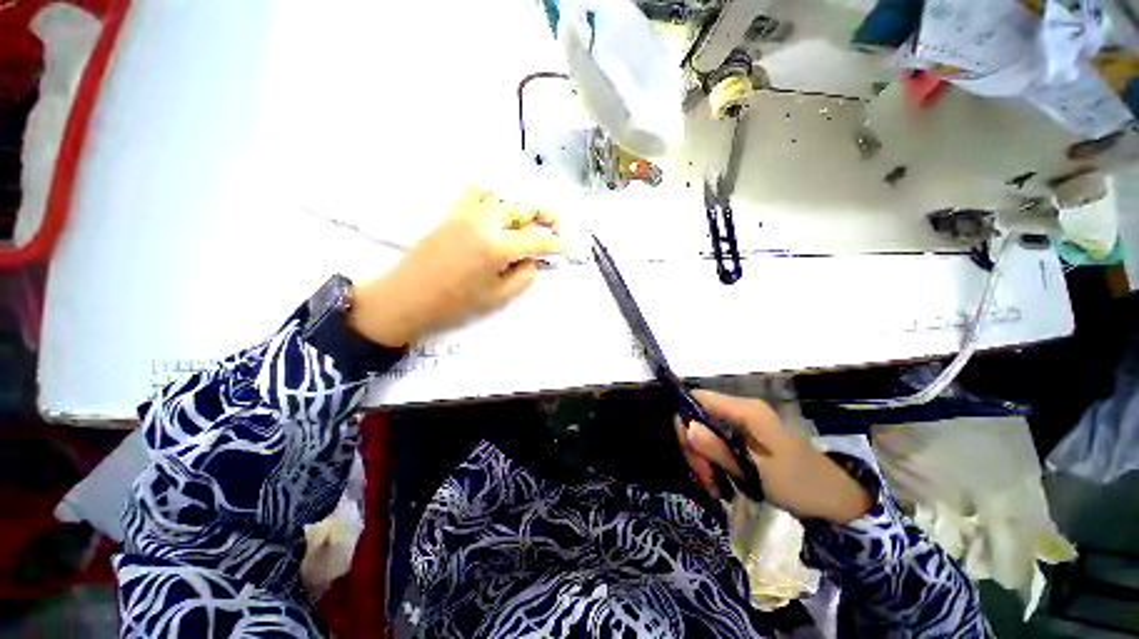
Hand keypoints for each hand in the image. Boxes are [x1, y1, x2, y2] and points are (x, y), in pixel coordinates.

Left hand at [348, 187, 564, 346]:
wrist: (407, 296)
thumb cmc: (451, 304)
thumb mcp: (494, 299)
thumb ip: (522, 278)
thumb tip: (533, 261)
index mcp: (497, 247)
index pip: (536, 239)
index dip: (556, 244)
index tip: (567, 246)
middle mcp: (484, 223)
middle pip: (522, 209)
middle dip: (542, 217)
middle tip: (552, 228)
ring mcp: (466, 214)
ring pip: (501, 198)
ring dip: (516, 208)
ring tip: (521, 224)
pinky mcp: (451, 213)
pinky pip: (475, 192)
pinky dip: (489, 196)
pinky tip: (492, 211)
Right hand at [674, 390, 872, 524]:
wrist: (830, 495)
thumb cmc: (796, 483)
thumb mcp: (756, 472)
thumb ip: (720, 450)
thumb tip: (686, 426)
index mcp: (749, 412)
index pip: (700, 400)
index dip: (685, 423)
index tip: (690, 458)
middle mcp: (746, 413)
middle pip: (702, 419)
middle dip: (696, 449)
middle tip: (707, 481)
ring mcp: (749, 429)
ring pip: (709, 436)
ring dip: (705, 462)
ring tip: (716, 488)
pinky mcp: (751, 444)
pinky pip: (722, 447)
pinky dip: (717, 465)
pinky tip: (722, 485)